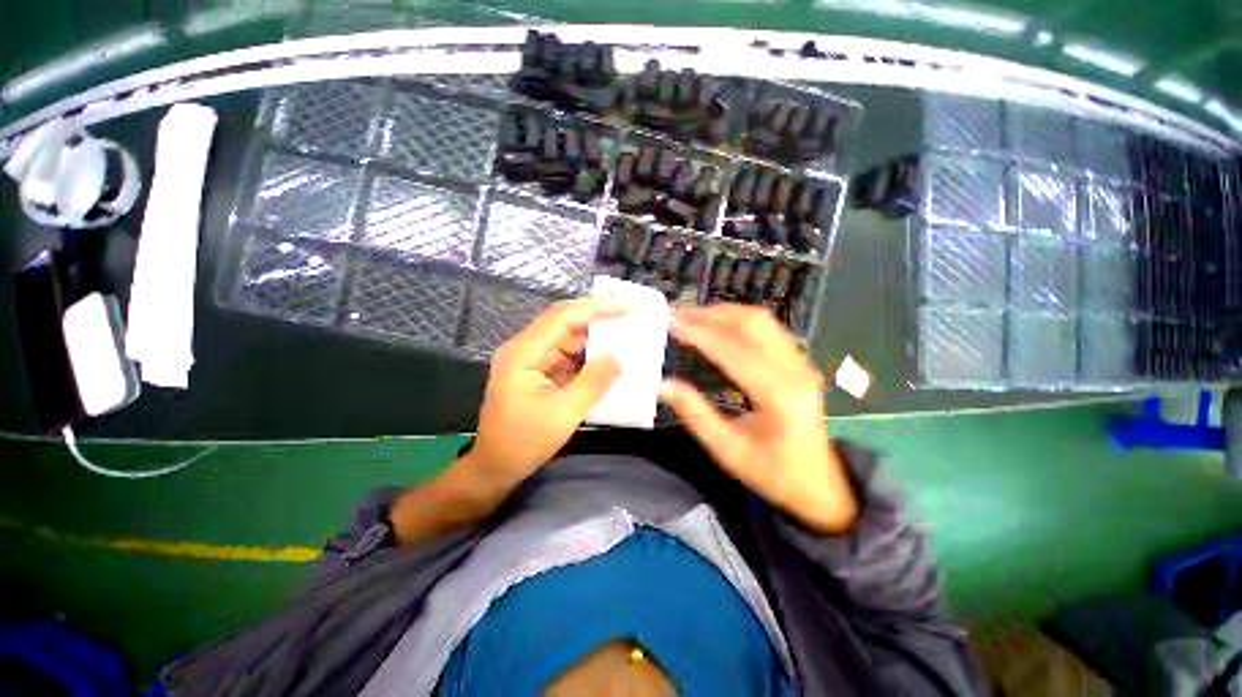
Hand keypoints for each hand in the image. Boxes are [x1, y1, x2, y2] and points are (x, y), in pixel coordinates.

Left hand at [470, 298, 624, 487]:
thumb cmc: (524, 444)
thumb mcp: (564, 414)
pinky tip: (609, 355)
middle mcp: (526, 348)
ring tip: (627, 331)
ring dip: (596, 335)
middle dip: (600, 315)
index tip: (630, 306)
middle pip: (566, 320)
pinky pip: (568, 354)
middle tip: (632, 313)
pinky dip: (590, 354)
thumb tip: (619, 355)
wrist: (495, 468)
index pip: (565, 317)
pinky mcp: (539, 371)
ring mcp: (532, 359)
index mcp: (523, 353)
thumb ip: (594, 382)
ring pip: (568, 336)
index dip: (599, 308)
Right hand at [659, 304, 856, 531]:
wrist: (820, 484)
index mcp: (778, 395)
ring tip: (692, 316)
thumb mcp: (728, 450)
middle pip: (750, 325)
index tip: (671, 323)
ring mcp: (801, 363)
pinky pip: (768, 328)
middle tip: (677, 314)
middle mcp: (795, 370)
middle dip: (710, 315)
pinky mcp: (799, 362)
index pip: (733, 351)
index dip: (700, 333)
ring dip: (724, 313)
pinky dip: (738, 320)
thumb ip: (695, 414)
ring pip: (761, 321)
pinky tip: (717, 324)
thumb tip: (663, 385)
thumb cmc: (772, 473)